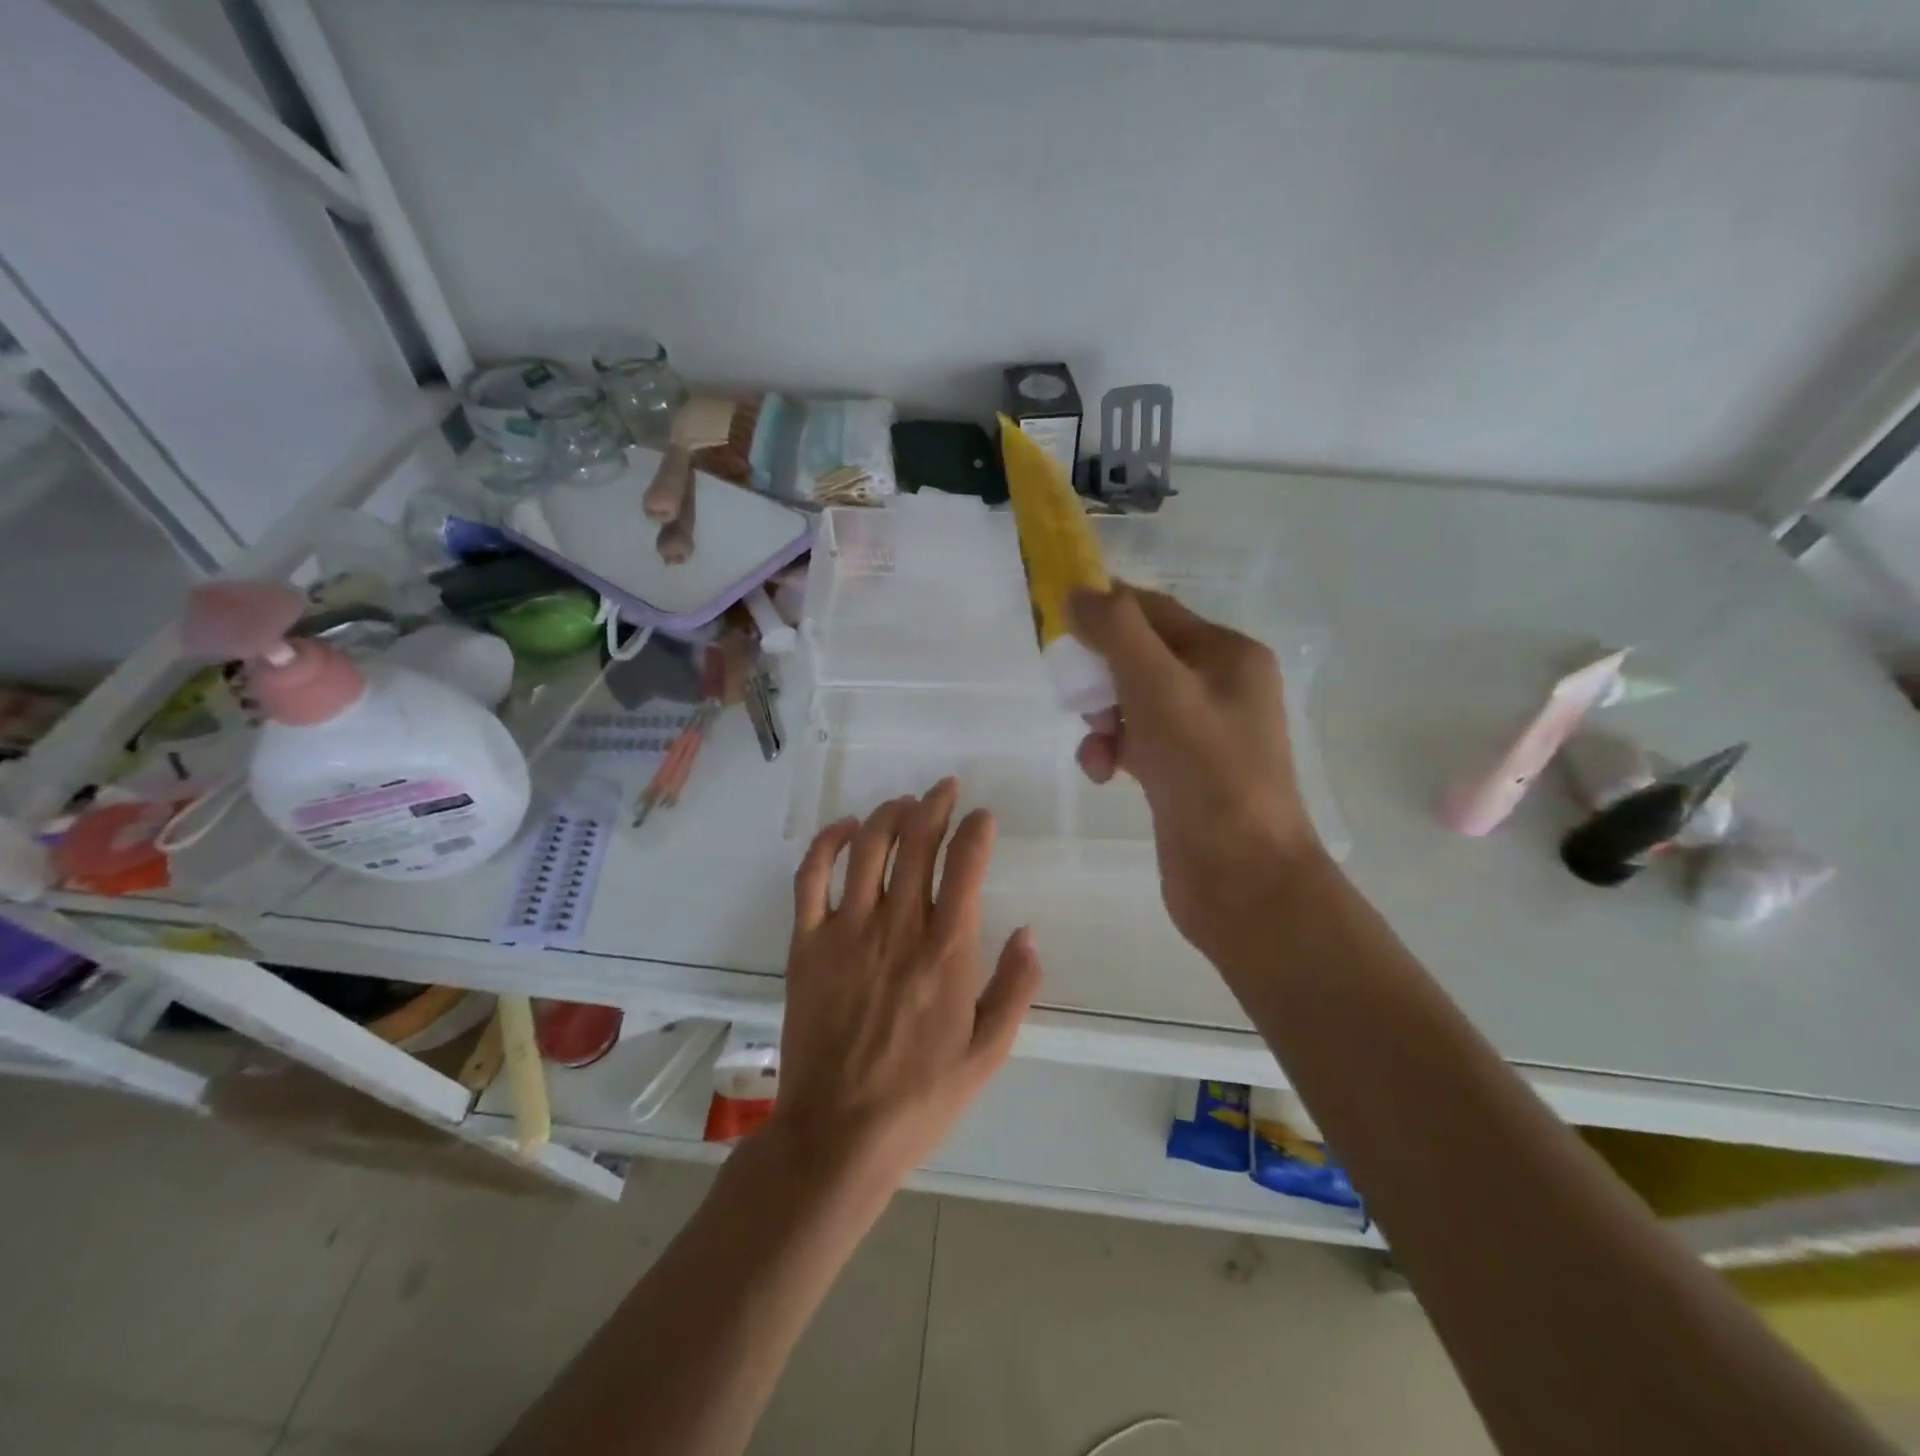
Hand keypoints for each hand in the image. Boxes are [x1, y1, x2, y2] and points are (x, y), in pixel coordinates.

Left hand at [771, 779, 1043, 1189]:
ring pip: (869, 847)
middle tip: (946, 790)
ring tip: (906, 803)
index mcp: (947, 952)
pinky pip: (811, 876)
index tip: (983, 818)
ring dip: (890, 813)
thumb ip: (1015, 988)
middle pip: (917, 841)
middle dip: (936, 805)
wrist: (839, 1134)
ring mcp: (847, 931)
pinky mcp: (807, 943)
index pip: (966, 864)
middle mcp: (898, 927)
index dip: (977, 829)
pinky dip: (827, 842)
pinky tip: (845, 827)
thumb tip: (1029, 933)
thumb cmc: (920, 1098)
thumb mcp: (988, 1053)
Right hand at [1068, 585, 1323, 948]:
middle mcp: (1220, 686)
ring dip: (1102, 718)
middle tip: (1080, 700)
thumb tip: (1078, 592)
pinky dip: (1112, 751)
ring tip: (1097, 746)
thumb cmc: (1206, 772)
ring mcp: (1202, 732)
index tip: (1059, 627)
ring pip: (1132, 702)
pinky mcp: (1183, 772)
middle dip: (1101, 675)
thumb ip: (1117, 632)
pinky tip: (1101, 773)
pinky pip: (1136, 742)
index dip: (1105, 611)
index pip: (1153, 610)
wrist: (1242, 878)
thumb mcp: (1159, 688)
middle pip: (1139, 656)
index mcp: (1228, 654)